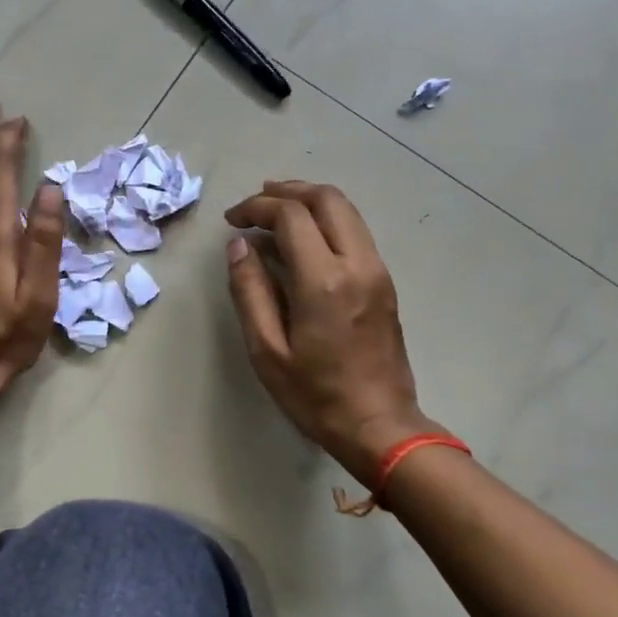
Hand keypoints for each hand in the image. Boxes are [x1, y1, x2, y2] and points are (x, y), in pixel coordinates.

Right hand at [224, 180, 446, 492]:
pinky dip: (326, 221)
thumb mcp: (266, 350)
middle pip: (327, 199)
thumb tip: (239, 245)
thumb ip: (250, 291)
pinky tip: (301, 241)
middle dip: (287, 191)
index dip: (257, 207)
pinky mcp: (385, 283)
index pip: (291, 215)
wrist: (380, 426)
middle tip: (255, 203)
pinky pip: (355, 233)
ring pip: (347, 211)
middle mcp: (357, 265)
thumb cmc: (314, 394)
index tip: (233, 220)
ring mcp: (377, 271)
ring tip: (275, 212)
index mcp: (324, 281)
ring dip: (309, 202)